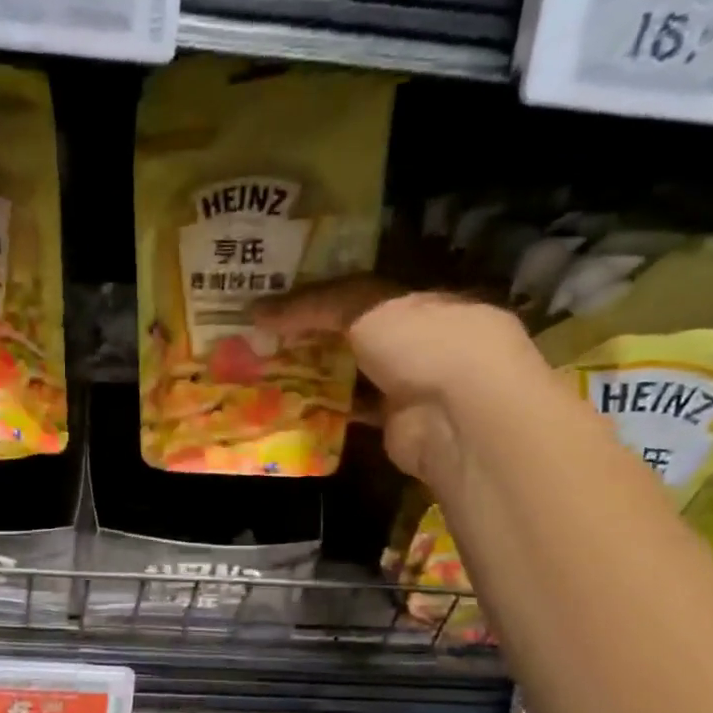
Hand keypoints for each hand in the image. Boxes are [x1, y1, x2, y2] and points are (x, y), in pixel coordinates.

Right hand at [253, 277, 541, 486]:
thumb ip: (313, 305)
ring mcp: (410, 383)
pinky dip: (322, 408)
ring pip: (353, 373)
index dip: (327, 291)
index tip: (283, 295)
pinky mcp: (393, 422)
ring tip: (264, 366)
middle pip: (358, 332)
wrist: (456, 415)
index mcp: (426, 300)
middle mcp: (421, 340)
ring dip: (315, 372)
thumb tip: (256, 310)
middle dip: (315, 334)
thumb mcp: (365, 306)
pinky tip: (285, 402)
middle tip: (264, 333)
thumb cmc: (423, 342)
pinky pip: (351, 411)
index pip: (370, 290)